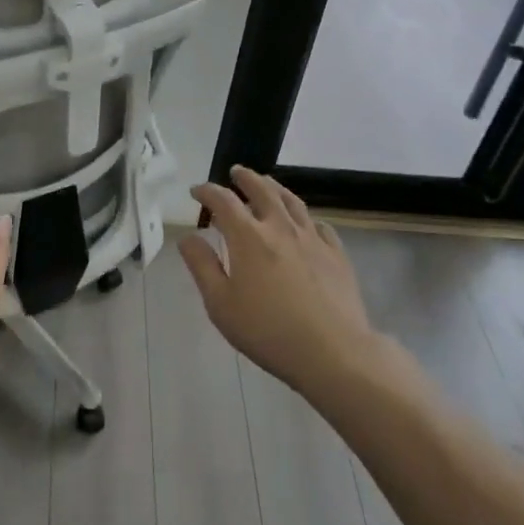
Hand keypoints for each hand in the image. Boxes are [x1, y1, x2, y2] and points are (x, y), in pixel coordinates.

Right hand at [178, 166, 378, 397]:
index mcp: (248, 237)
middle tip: (235, 172)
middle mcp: (280, 227)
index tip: (196, 191)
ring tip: (267, 183)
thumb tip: (187, 237)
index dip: (207, 191)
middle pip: (261, 190)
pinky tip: (305, 224)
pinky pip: (319, 225)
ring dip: (275, 188)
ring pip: (292, 202)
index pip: (223, 201)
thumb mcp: (220, 304)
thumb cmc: (267, 330)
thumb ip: (202, 266)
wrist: (333, 352)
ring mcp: (312, 238)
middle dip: (245, 178)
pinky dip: (306, 218)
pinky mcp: (336, 254)